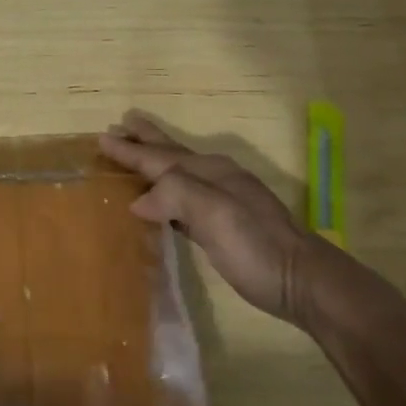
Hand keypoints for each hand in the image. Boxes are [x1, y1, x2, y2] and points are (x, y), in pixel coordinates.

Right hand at [98, 110, 366, 331]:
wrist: (303, 281)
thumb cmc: (255, 245)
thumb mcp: (215, 214)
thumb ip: (176, 195)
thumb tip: (139, 200)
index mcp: (209, 171)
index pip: (160, 156)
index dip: (131, 149)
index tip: (102, 137)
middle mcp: (215, 178)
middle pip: (172, 154)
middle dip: (145, 140)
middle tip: (121, 124)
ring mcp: (223, 200)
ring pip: (178, 173)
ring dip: (155, 161)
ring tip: (135, 151)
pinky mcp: (225, 225)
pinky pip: (185, 197)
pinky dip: (166, 190)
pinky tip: (161, 200)